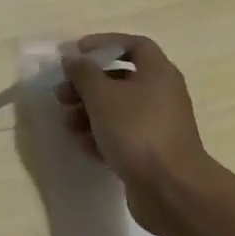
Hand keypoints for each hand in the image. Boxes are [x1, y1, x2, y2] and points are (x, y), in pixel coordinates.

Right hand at [55, 33, 219, 235]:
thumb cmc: (137, 131)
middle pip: (119, 79)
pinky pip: (122, 135)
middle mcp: (162, 95)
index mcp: (158, 73)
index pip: (134, 45)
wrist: (172, 192)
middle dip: (86, 85)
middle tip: (62, 94)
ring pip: (118, 109)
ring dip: (88, 112)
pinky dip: (101, 135)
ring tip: (68, 124)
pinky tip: (83, 145)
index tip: (79, 53)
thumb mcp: (101, 95)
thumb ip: (83, 72)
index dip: (105, 44)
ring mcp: (158, 126)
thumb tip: (73, 59)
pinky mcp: (153, 153)